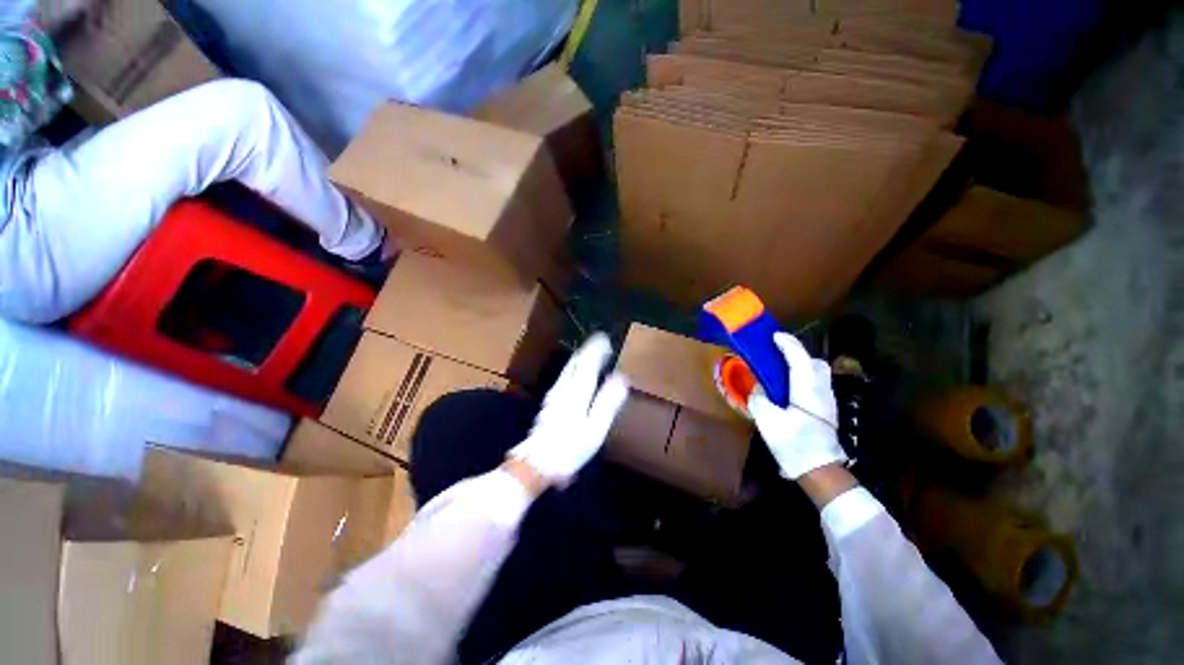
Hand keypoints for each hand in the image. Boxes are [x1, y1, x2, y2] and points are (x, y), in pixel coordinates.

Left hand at [507, 333, 629, 487]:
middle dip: (587, 350)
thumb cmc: (571, 446)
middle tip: (599, 343)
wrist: (538, 461)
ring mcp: (554, 394)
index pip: (587, 363)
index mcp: (577, 391)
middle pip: (575, 362)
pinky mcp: (550, 402)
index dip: (596, 349)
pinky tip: (577, 374)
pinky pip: (565, 377)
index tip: (605, 339)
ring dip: (580, 358)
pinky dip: (574, 368)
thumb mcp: (595, 427)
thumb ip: (608, 401)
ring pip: (568, 369)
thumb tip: (621, 378)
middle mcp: (564, 387)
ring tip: (590, 353)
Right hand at [748, 332, 846, 479]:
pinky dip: (805, 377)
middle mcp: (822, 390)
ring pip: (819, 373)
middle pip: (816, 363)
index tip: (774, 336)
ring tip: (782, 370)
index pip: (800, 358)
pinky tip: (790, 388)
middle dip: (798, 353)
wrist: (818, 469)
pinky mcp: (827, 411)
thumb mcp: (767, 420)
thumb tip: (758, 388)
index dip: (788, 344)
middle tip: (778, 354)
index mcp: (807, 389)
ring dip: (802, 365)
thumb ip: (760, 398)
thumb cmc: (793, 443)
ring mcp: (828, 401)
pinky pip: (817, 384)